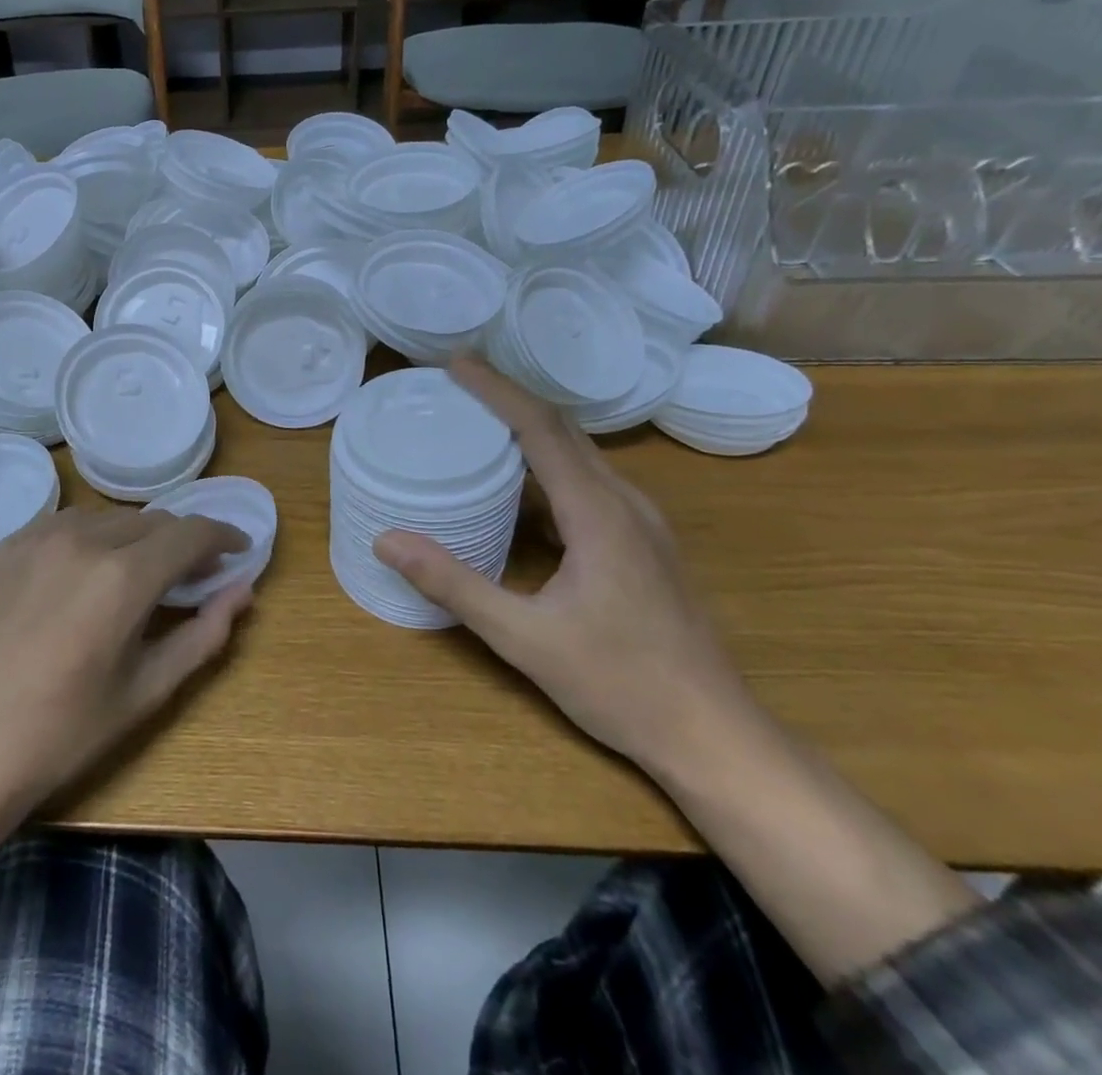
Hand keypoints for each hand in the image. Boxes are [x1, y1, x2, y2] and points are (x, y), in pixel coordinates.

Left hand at [0, 506, 251, 826]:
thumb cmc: (64, 733)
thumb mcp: (147, 690)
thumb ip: (204, 634)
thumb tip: (243, 590)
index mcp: (124, 577)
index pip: (191, 533)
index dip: (223, 535)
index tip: (240, 548)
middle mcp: (85, 539)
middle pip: (154, 521)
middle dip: (183, 541)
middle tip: (194, 574)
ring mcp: (41, 536)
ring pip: (112, 518)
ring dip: (138, 538)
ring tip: (140, 576)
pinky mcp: (10, 544)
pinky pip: (69, 523)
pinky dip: (95, 537)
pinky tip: (89, 572)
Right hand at [376, 355, 753, 776]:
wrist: (714, 735)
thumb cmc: (620, 684)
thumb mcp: (524, 638)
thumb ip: (454, 585)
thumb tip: (387, 541)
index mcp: (598, 513)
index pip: (540, 428)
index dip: (496, 389)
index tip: (455, 364)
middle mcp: (625, 503)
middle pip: (563, 430)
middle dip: (508, 398)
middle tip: (457, 384)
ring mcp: (641, 524)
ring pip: (579, 456)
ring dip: (529, 431)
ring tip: (479, 424)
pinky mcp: (643, 545)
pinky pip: (588, 485)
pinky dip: (547, 469)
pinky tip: (518, 493)